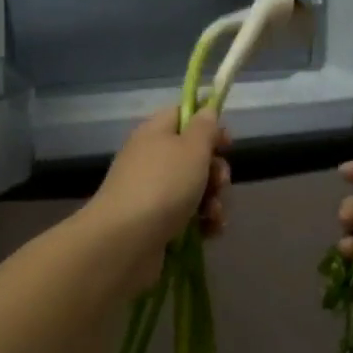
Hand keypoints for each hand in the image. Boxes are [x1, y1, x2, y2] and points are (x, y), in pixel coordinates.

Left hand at [87, 107, 231, 257]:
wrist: (126, 241)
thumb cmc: (163, 186)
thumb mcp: (191, 148)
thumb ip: (204, 127)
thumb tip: (206, 111)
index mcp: (155, 133)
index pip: (182, 116)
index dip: (207, 125)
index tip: (226, 143)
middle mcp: (151, 159)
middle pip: (193, 156)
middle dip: (215, 171)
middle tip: (219, 183)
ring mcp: (152, 193)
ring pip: (194, 189)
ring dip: (213, 200)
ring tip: (213, 214)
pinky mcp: (156, 223)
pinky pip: (187, 216)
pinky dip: (202, 223)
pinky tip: (210, 231)